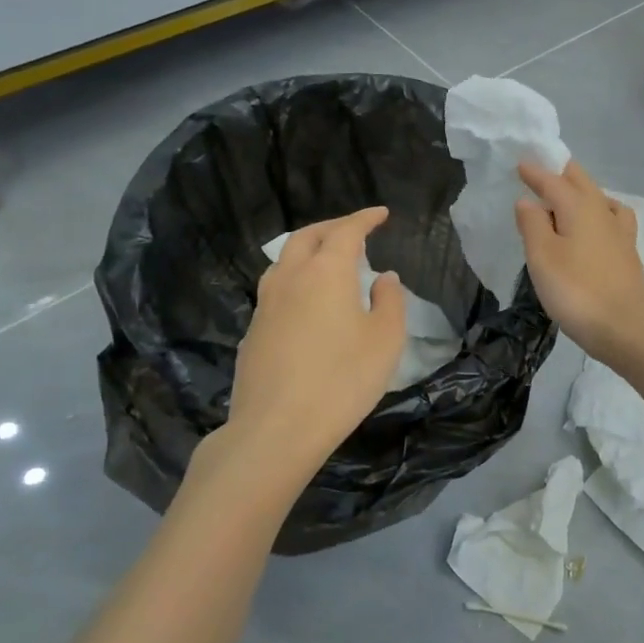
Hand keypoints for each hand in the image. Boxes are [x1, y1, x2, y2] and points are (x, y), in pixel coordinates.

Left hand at [225, 207, 407, 474]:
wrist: (276, 429)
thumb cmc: (342, 380)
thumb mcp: (386, 340)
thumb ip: (390, 301)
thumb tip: (383, 278)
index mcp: (326, 272)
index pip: (346, 231)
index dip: (364, 218)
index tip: (380, 213)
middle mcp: (290, 278)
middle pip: (307, 237)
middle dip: (332, 226)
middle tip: (354, 229)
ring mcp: (266, 304)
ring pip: (284, 260)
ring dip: (308, 249)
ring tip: (327, 260)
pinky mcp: (253, 331)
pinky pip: (276, 288)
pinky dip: (296, 278)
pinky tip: (307, 300)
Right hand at [515, 160, 643, 366]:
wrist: (627, 330)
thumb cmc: (577, 292)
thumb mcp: (543, 257)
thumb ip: (533, 225)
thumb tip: (528, 200)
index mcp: (580, 207)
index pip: (554, 182)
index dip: (536, 173)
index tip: (521, 164)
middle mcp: (603, 212)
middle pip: (582, 183)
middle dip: (561, 173)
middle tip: (542, 171)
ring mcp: (620, 233)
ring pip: (599, 198)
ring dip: (581, 191)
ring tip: (566, 197)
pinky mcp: (628, 253)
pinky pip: (612, 218)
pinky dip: (600, 211)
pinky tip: (597, 224)